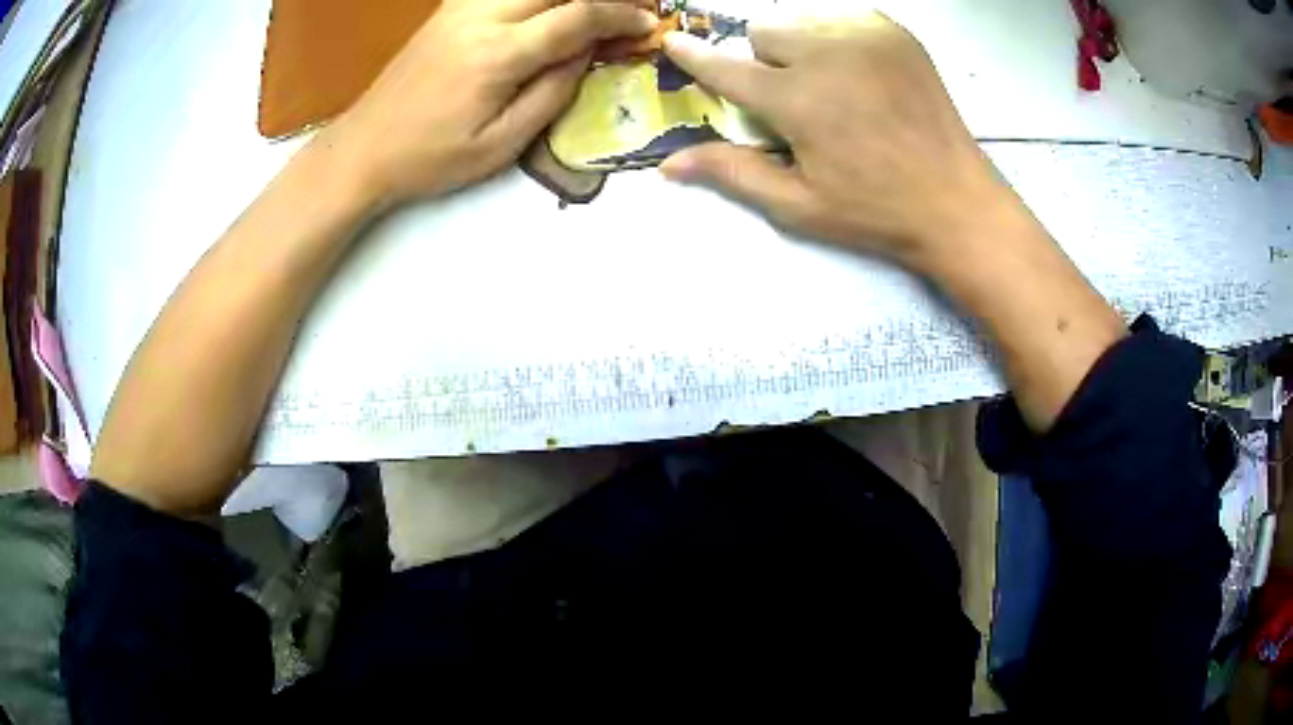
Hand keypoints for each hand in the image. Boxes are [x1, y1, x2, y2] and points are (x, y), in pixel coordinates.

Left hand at [329, 0, 657, 203]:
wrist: (364, 149)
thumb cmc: (431, 159)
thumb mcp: (501, 145)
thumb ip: (552, 93)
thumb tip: (585, 53)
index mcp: (498, 55)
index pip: (577, 16)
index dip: (621, 15)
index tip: (647, 24)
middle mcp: (480, 18)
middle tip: (626, 11)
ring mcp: (459, 9)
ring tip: (588, 12)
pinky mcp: (447, 11)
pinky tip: (544, 11)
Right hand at [659, 13, 1010, 270]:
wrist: (956, 202)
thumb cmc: (875, 211)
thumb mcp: (799, 205)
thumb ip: (732, 173)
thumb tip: (669, 165)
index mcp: (798, 100)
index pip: (726, 67)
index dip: (695, 56)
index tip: (674, 41)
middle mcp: (826, 54)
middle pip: (764, 33)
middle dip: (767, 62)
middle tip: (797, 100)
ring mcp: (865, 37)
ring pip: (803, 22)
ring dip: (802, 49)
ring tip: (835, 88)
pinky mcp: (895, 33)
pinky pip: (843, 19)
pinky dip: (838, 40)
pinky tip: (861, 75)